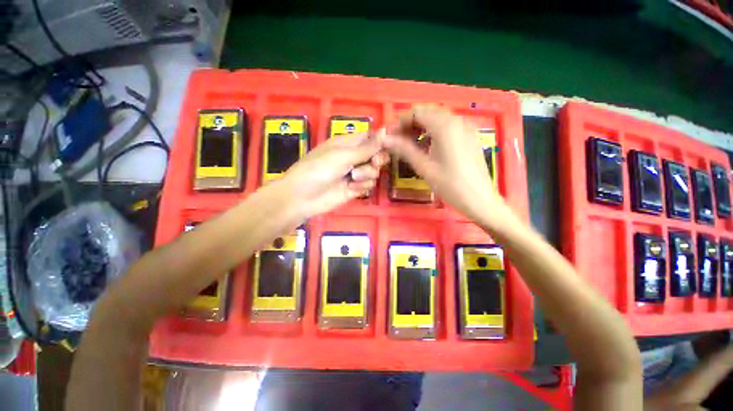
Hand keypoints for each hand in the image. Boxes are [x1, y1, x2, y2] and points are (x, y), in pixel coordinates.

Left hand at [279, 130, 388, 218]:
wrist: (303, 197)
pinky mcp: (355, 189)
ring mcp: (355, 174)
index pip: (371, 137)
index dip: (381, 140)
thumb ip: (367, 147)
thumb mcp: (343, 155)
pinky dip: (362, 186)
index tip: (388, 146)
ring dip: (367, 174)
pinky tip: (351, 188)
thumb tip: (385, 130)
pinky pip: (369, 185)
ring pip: (374, 171)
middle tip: (373, 163)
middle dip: (377, 159)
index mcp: (348, 143)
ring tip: (353, 178)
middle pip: (377, 155)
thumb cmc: (319, 169)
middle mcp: (353, 157)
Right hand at [379, 105, 515, 228]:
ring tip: (410, 146)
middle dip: (409, 125)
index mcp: (445, 126)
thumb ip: (404, 149)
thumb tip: (385, 138)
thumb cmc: (451, 185)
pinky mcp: (469, 136)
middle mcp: (457, 120)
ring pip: (437, 120)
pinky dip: (433, 133)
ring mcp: (466, 127)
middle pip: (427, 113)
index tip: (389, 136)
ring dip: (421, 128)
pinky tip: (427, 147)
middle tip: (397, 142)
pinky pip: (447, 127)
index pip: (417, 112)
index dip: (400, 122)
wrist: (480, 200)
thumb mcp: (424, 167)